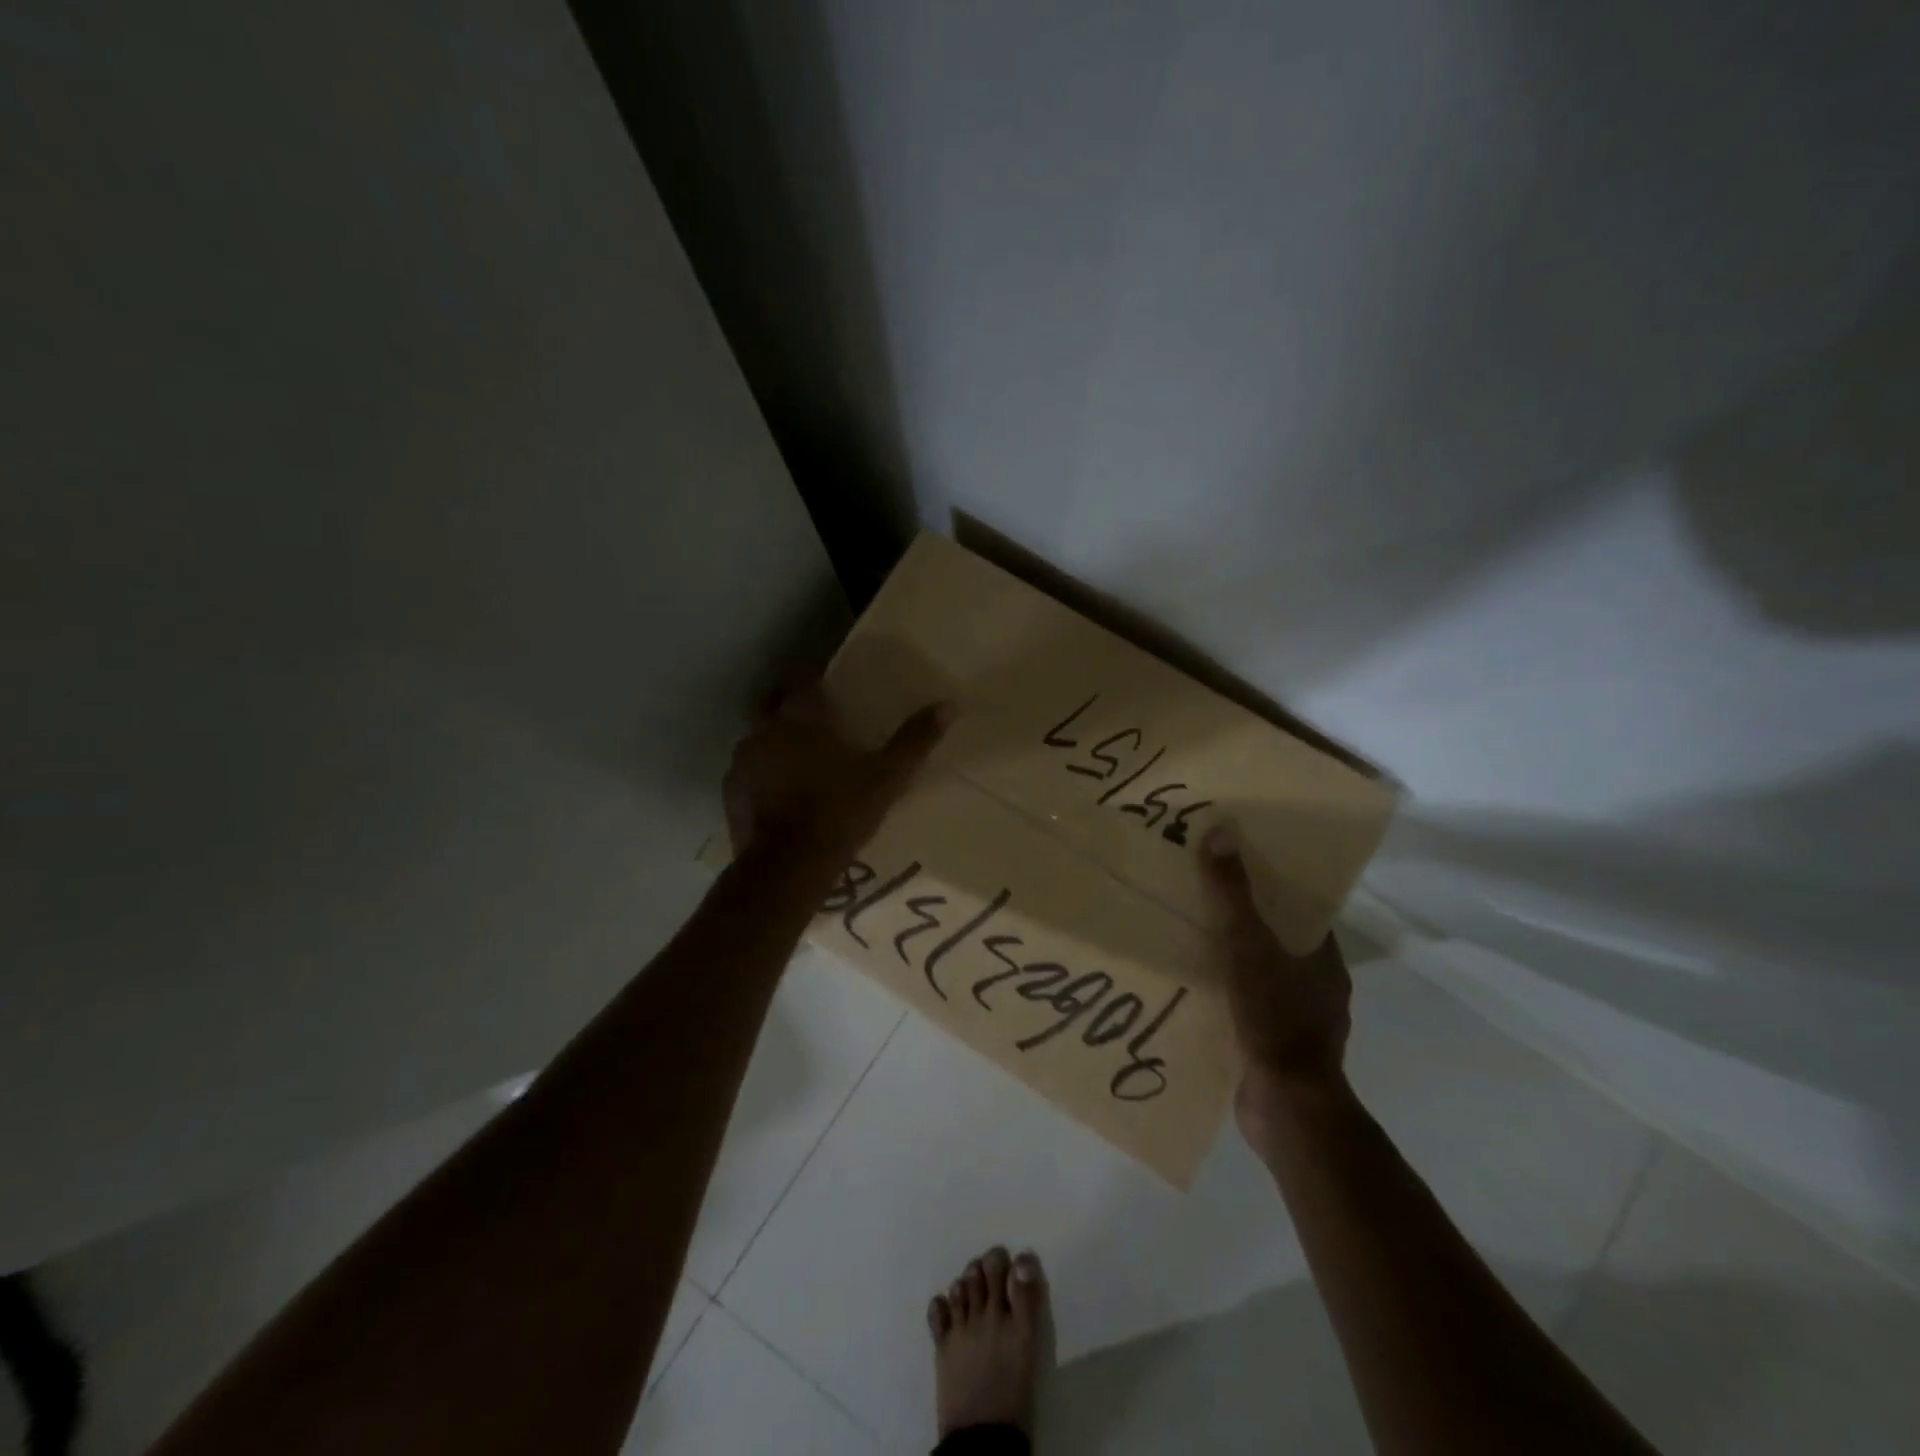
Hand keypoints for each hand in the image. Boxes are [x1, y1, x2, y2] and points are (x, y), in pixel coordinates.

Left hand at [723, 681, 953, 864]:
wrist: (788, 868)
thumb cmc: (839, 813)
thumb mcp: (887, 777)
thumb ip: (914, 740)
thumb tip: (948, 705)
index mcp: (799, 718)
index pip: (803, 682)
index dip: (818, 685)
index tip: (834, 696)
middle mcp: (764, 731)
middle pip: (775, 706)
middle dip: (793, 711)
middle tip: (819, 730)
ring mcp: (742, 763)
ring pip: (760, 740)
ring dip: (777, 746)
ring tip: (802, 768)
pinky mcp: (731, 793)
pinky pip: (748, 774)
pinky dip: (763, 778)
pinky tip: (783, 798)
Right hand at [1198, 825, 1352, 1141]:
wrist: (1286, 1106)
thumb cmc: (1275, 1017)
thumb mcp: (1248, 946)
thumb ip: (1233, 894)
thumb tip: (1220, 834)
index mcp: (1323, 960)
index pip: (1304, 912)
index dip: (1275, 888)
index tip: (1240, 868)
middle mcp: (1318, 989)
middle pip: (1280, 943)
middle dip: (1247, 924)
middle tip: (1204, 900)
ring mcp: (1299, 1023)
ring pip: (1263, 978)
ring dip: (1234, 964)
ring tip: (1191, 942)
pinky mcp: (1276, 1050)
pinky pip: (1249, 1011)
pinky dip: (1227, 999)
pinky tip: (1194, 992)